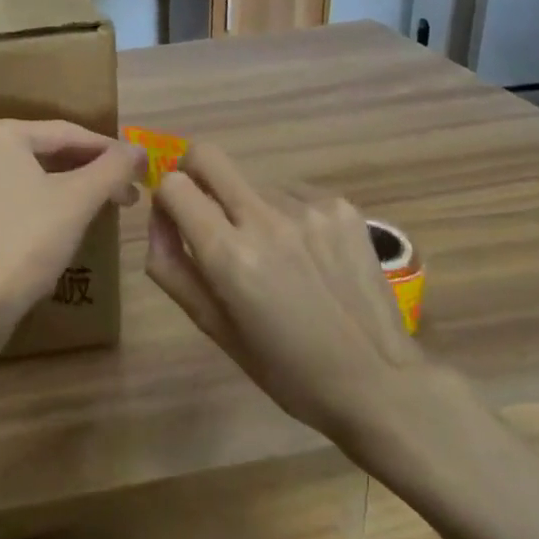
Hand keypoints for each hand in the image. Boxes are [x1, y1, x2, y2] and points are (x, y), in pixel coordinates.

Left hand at [0, 120, 143, 364]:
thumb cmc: (23, 243)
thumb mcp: (76, 201)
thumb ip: (112, 169)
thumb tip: (140, 149)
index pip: (66, 132)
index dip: (109, 149)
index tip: (143, 167)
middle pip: (48, 151)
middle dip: (92, 171)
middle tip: (130, 192)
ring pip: (34, 176)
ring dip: (73, 188)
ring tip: (109, 205)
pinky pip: (17, 196)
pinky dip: (47, 203)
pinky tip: (71, 221)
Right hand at [146, 143, 453, 470]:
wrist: (379, 382)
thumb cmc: (285, 368)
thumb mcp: (214, 328)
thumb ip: (172, 267)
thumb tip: (158, 219)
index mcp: (230, 256)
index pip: (174, 185)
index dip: (166, 200)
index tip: (178, 223)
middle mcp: (266, 220)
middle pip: (207, 155)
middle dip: (194, 174)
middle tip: (208, 212)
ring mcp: (308, 208)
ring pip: (251, 181)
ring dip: (247, 205)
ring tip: (275, 254)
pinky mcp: (341, 207)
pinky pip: (291, 192)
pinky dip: (285, 214)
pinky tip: (306, 254)